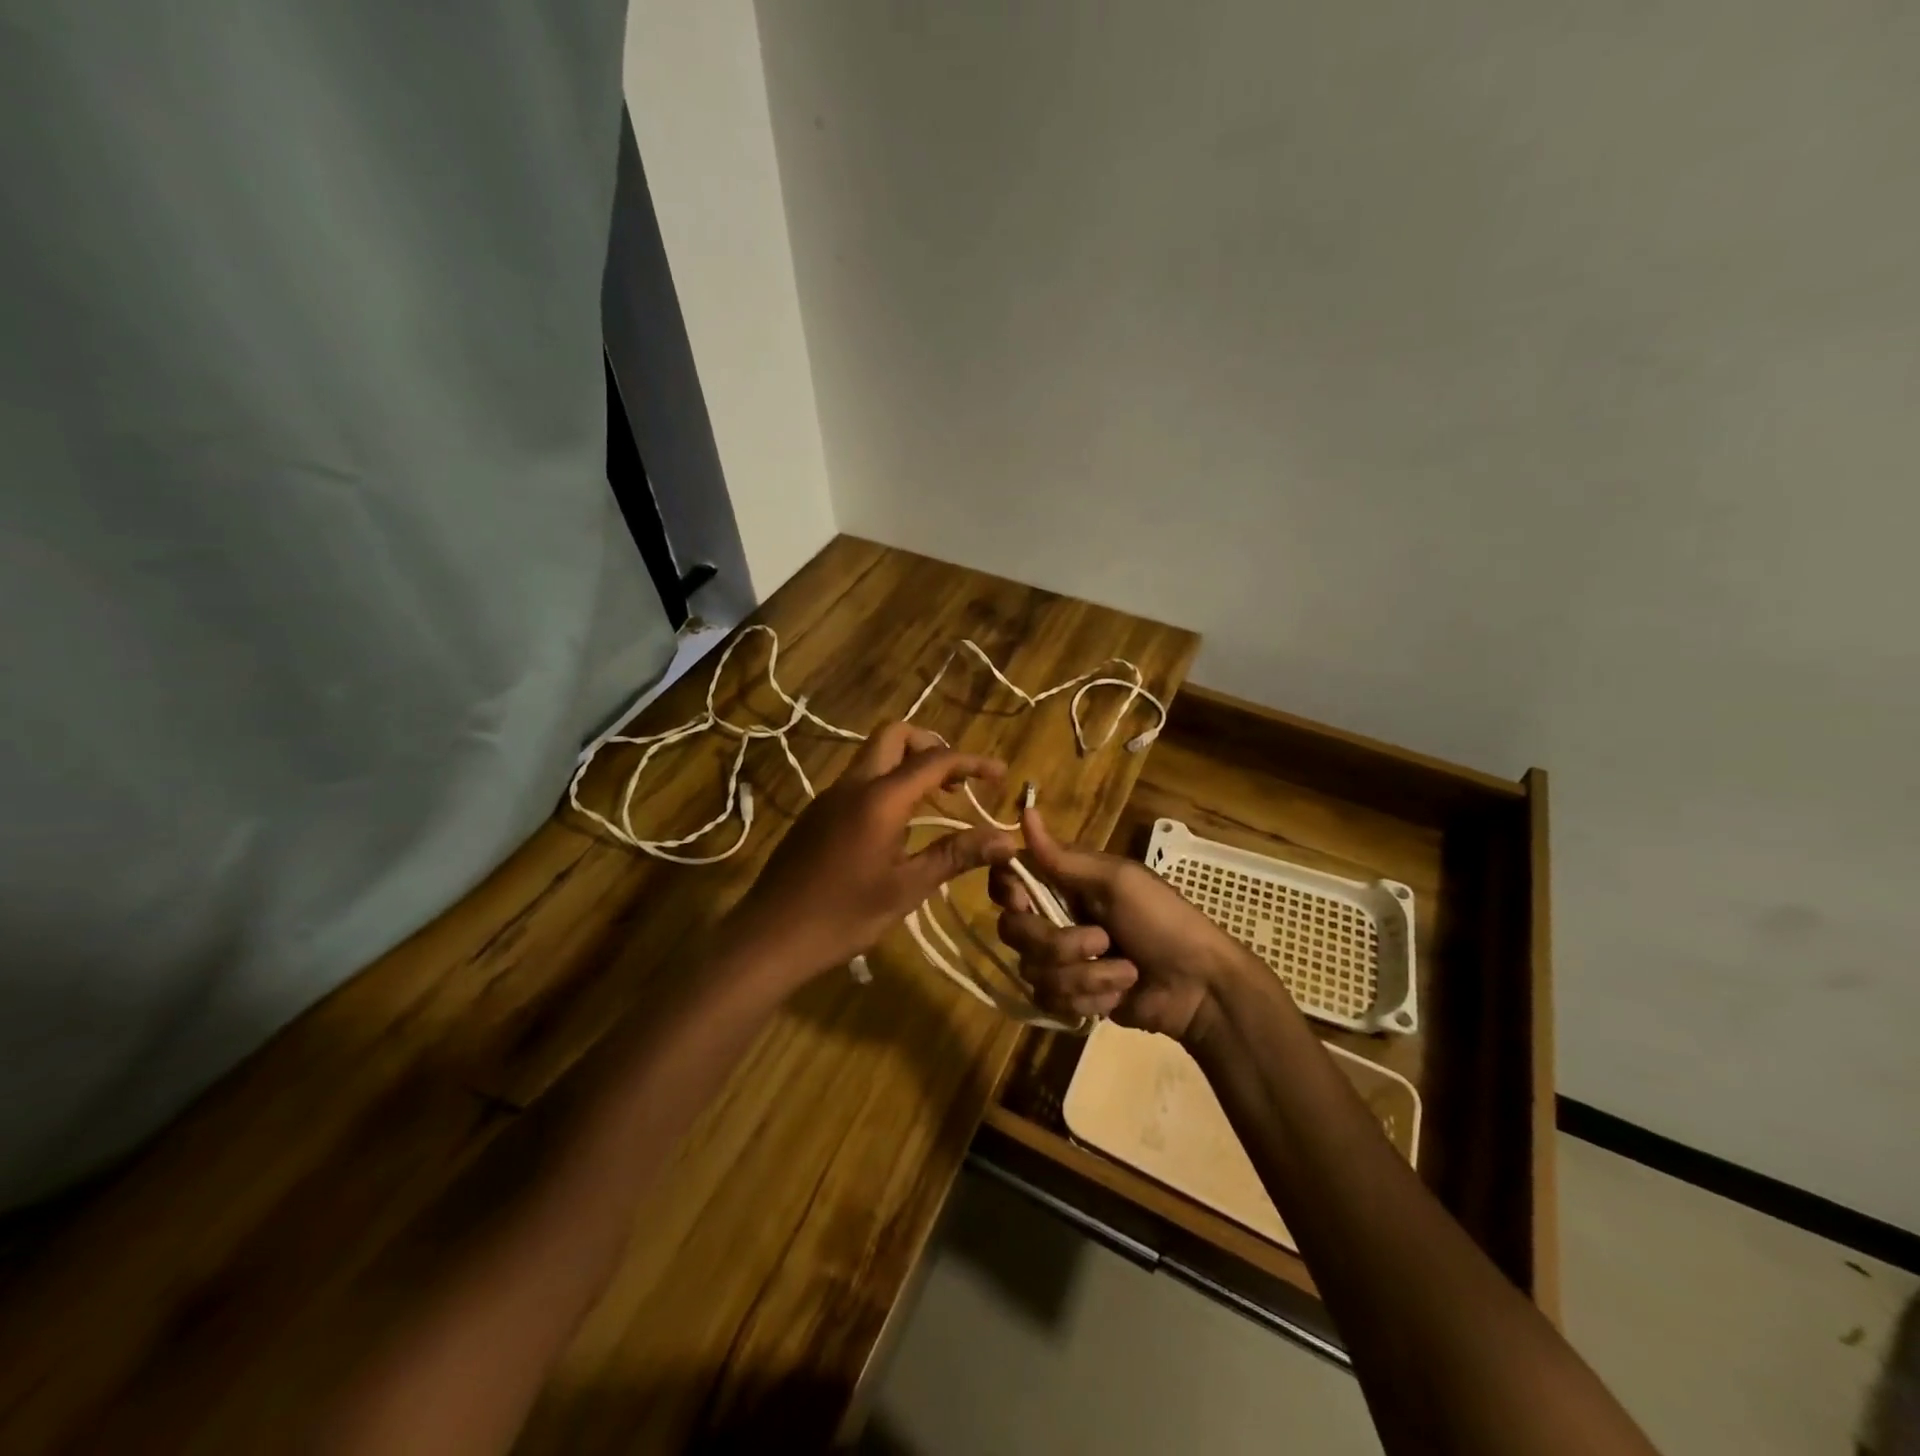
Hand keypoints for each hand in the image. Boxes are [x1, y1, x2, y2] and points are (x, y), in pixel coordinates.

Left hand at [724, 723, 1015, 988]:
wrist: (769, 937)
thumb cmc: (843, 916)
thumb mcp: (907, 889)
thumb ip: (956, 855)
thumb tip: (1006, 839)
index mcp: (879, 798)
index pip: (934, 760)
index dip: (972, 762)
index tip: (1000, 775)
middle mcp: (852, 785)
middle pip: (894, 736)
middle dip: (931, 746)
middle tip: (957, 781)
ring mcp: (829, 797)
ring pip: (873, 756)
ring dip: (908, 765)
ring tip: (937, 802)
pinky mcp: (816, 814)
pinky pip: (858, 780)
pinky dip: (886, 783)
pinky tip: (898, 825)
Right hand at [989, 806, 1247, 1042]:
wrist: (1199, 988)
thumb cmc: (1163, 922)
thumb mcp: (1117, 882)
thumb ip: (1063, 858)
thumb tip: (1024, 810)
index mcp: (1064, 883)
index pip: (1007, 880)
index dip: (1007, 892)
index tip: (1023, 902)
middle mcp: (1055, 917)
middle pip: (1014, 930)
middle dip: (1059, 944)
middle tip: (1102, 941)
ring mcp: (1061, 960)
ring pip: (1034, 971)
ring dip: (1087, 976)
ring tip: (1127, 972)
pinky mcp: (1070, 996)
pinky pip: (1050, 1001)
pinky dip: (1089, 999)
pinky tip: (1118, 996)